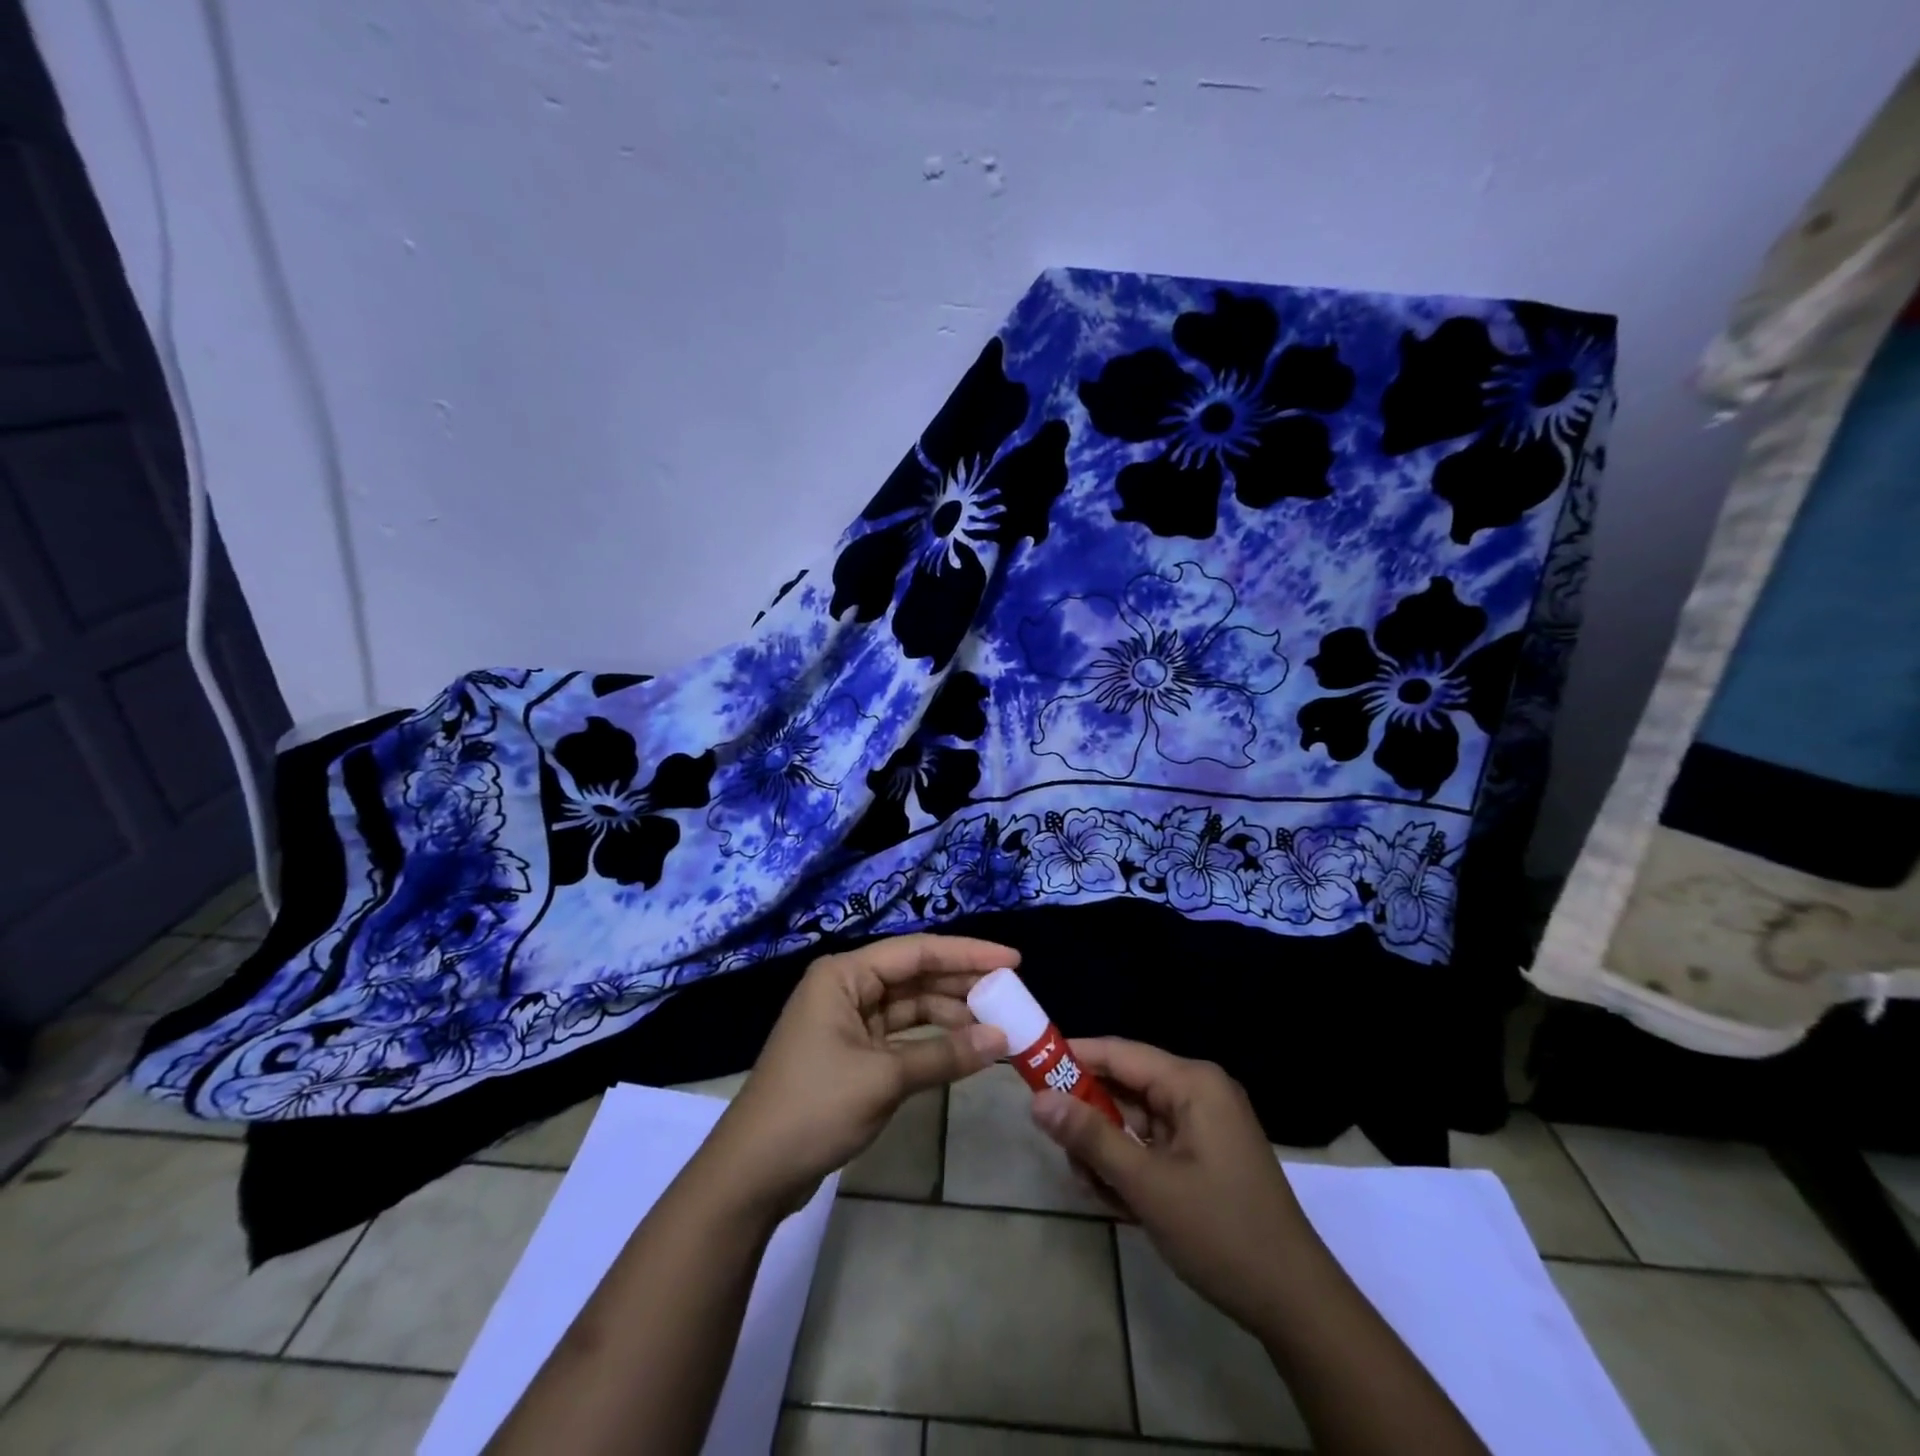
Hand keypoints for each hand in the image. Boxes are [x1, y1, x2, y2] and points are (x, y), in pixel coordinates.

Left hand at [702, 935, 1012, 1216]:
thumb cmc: (813, 1108)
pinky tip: (965, 1049)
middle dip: (962, 985)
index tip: (1012, 960)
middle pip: (915, 976)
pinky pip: (902, 1036)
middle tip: (1012, 994)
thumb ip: (944, 1055)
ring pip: (910, 1007)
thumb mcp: (883, 1079)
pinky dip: (932, 1042)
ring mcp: (848, 1022)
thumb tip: (1001, 1040)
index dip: (967, 954)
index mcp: (844, 975)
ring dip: (951, 1015)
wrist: (753, 1173)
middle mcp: (846, 988)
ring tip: (997, 1024)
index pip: (917, 952)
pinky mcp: (852, 1054)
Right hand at [1031, 1037, 1317, 1335]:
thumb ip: (1091, 1138)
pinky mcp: (1203, 1153)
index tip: (1030, 1066)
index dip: (1072, 1056)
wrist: (1295, 1305)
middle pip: (1124, 1087)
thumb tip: (1037, 1100)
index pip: (1119, 1053)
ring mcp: (1203, 1124)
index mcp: (1193, 1083)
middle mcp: (1198, 1092)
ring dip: (1107, 1149)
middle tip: (1057, 1145)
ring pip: (1133, 1120)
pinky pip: (1151, 1144)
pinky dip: (1129, 1166)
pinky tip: (1116, 1200)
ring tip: (1090, 1185)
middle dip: (1089, 1117)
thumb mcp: (1148, 1185)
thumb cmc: (1222, 1233)